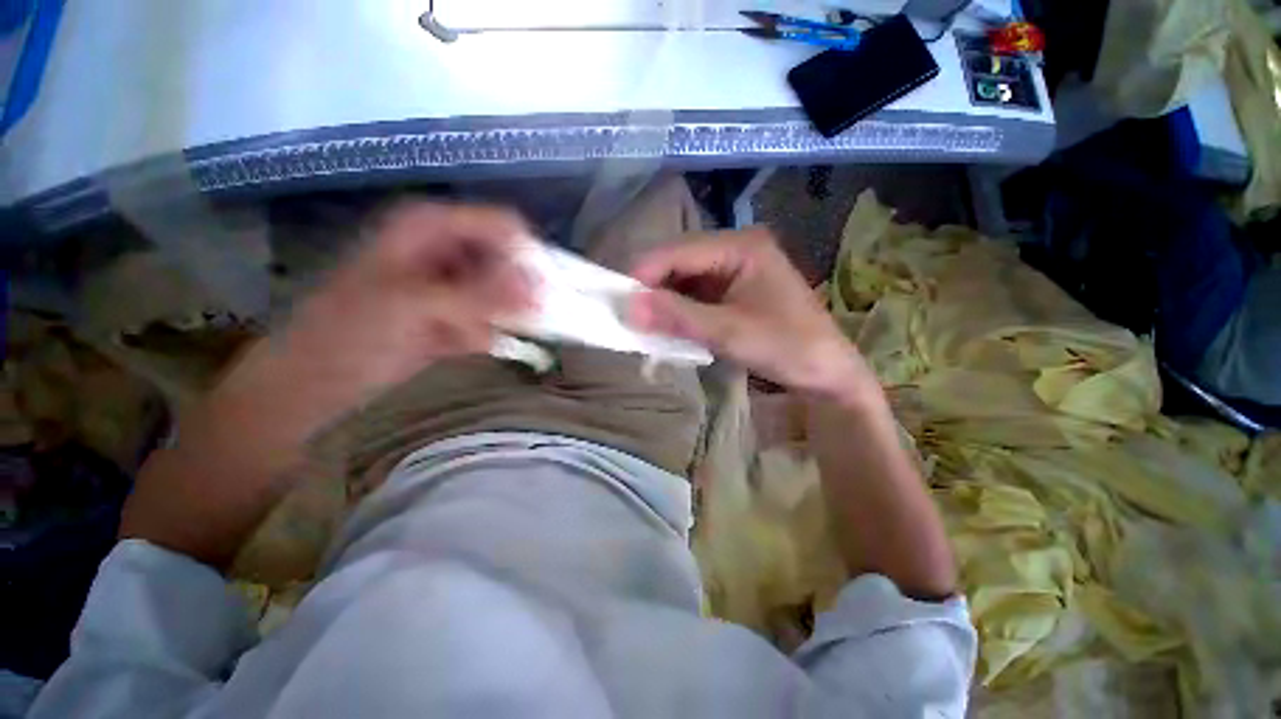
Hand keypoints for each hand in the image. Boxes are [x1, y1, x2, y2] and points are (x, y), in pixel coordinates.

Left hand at [264, 201, 532, 404]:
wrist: (316, 380)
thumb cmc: (352, 331)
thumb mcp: (417, 305)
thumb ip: (482, 295)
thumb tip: (540, 288)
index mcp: (431, 227)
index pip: (502, 226)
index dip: (527, 253)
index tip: (545, 289)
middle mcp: (445, 248)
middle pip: (505, 258)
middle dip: (516, 289)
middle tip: (525, 319)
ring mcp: (450, 282)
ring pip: (501, 290)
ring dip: (500, 315)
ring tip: (477, 334)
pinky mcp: (453, 311)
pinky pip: (489, 316)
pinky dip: (485, 332)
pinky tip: (463, 344)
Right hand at [630, 229, 878, 404]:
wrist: (827, 374)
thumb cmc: (788, 348)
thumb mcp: (730, 333)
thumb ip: (678, 317)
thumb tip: (628, 306)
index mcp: (741, 246)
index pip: (678, 251)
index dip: (644, 274)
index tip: (617, 301)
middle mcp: (735, 249)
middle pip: (678, 262)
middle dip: (651, 289)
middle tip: (627, 316)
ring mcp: (733, 270)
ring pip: (682, 279)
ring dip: (662, 302)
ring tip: (641, 325)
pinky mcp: (731, 291)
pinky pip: (693, 295)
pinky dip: (676, 311)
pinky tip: (666, 327)